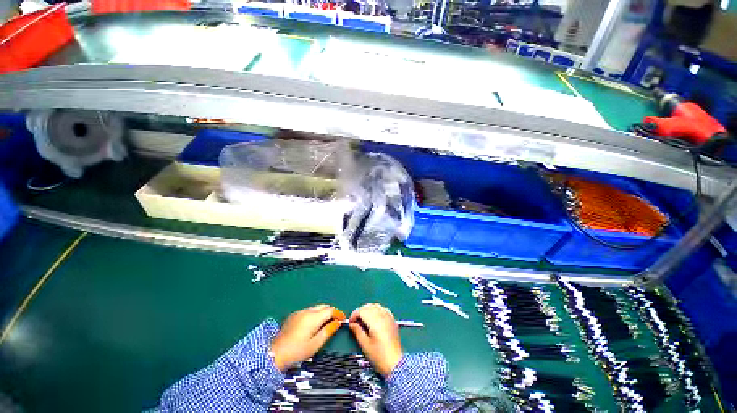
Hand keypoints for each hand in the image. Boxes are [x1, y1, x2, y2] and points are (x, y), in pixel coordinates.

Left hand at [271, 304, 345, 371]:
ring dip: (323, 312)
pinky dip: (314, 314)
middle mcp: (307, 311)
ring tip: (325, 323)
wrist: (275, 353)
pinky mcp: (293, 315)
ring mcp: (299, 312)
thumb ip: (328, 331)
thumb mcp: (315, 344)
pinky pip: (308, 311)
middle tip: (335, 321)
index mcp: (314, 317)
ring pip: (316, 308)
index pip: (330, 310)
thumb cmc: (297, 351)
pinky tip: (312, 324)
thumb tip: (337, 323)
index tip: (343, 319)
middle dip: (331, 311)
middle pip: (323, 306)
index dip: (338, 313)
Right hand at [349, 303, 401, 376]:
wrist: (395, 363)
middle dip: (360, 312)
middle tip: (355, 322)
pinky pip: (382, 309)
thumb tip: (352, 324)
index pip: (362, 310)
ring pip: (375, 306)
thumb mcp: (365, 345)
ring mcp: (388, 316)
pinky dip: (376, 310)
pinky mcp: (392, 319)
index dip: (354, 315)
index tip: (350, 323)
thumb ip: (357, 331)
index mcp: (375, 321)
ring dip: (368, 310)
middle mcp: (382, 315)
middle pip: (368, 306)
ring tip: (363, 320)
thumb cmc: (379, 356)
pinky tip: (373, 318)